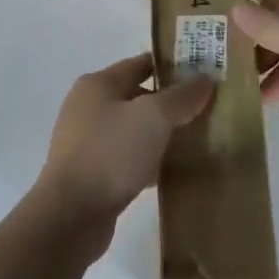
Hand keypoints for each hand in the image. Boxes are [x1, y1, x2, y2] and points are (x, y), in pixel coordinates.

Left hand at [32, 55, 214, 243]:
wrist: (71, 215)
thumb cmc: (110, 153)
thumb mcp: (153, 117)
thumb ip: (181, 97)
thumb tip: (205, 79)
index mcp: (98, 84)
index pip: (141, 64)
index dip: (173, 65)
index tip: (205, 73)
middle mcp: (89, 107)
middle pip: (138, 96)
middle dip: (171, 103)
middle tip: (208, 109)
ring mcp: (88, 141)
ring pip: (135, 130)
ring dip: (162, 134)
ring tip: (198, 140)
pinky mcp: (92, 172)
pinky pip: (128, 158)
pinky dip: (150, 161)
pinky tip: (174, 171)